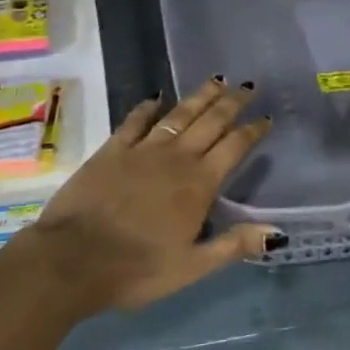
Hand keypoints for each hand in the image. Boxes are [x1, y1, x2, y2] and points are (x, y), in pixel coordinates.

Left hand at [18, 78, 278, 311]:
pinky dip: (148, 107)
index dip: (252, 131)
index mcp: (199, 184)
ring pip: (178, 114)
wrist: (72, 260)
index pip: (234, 147)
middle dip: (232, 102)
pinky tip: (156, 97)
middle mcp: (176, 158)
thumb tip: (277, 232)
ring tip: (216, 80)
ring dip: (200, 97)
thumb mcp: (191, 267)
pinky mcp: (112, 149)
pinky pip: (135, 121)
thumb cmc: (137, 269)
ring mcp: (142, 150)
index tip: (266, 118)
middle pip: (211, 122)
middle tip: (248, 86)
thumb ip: (233, 245)